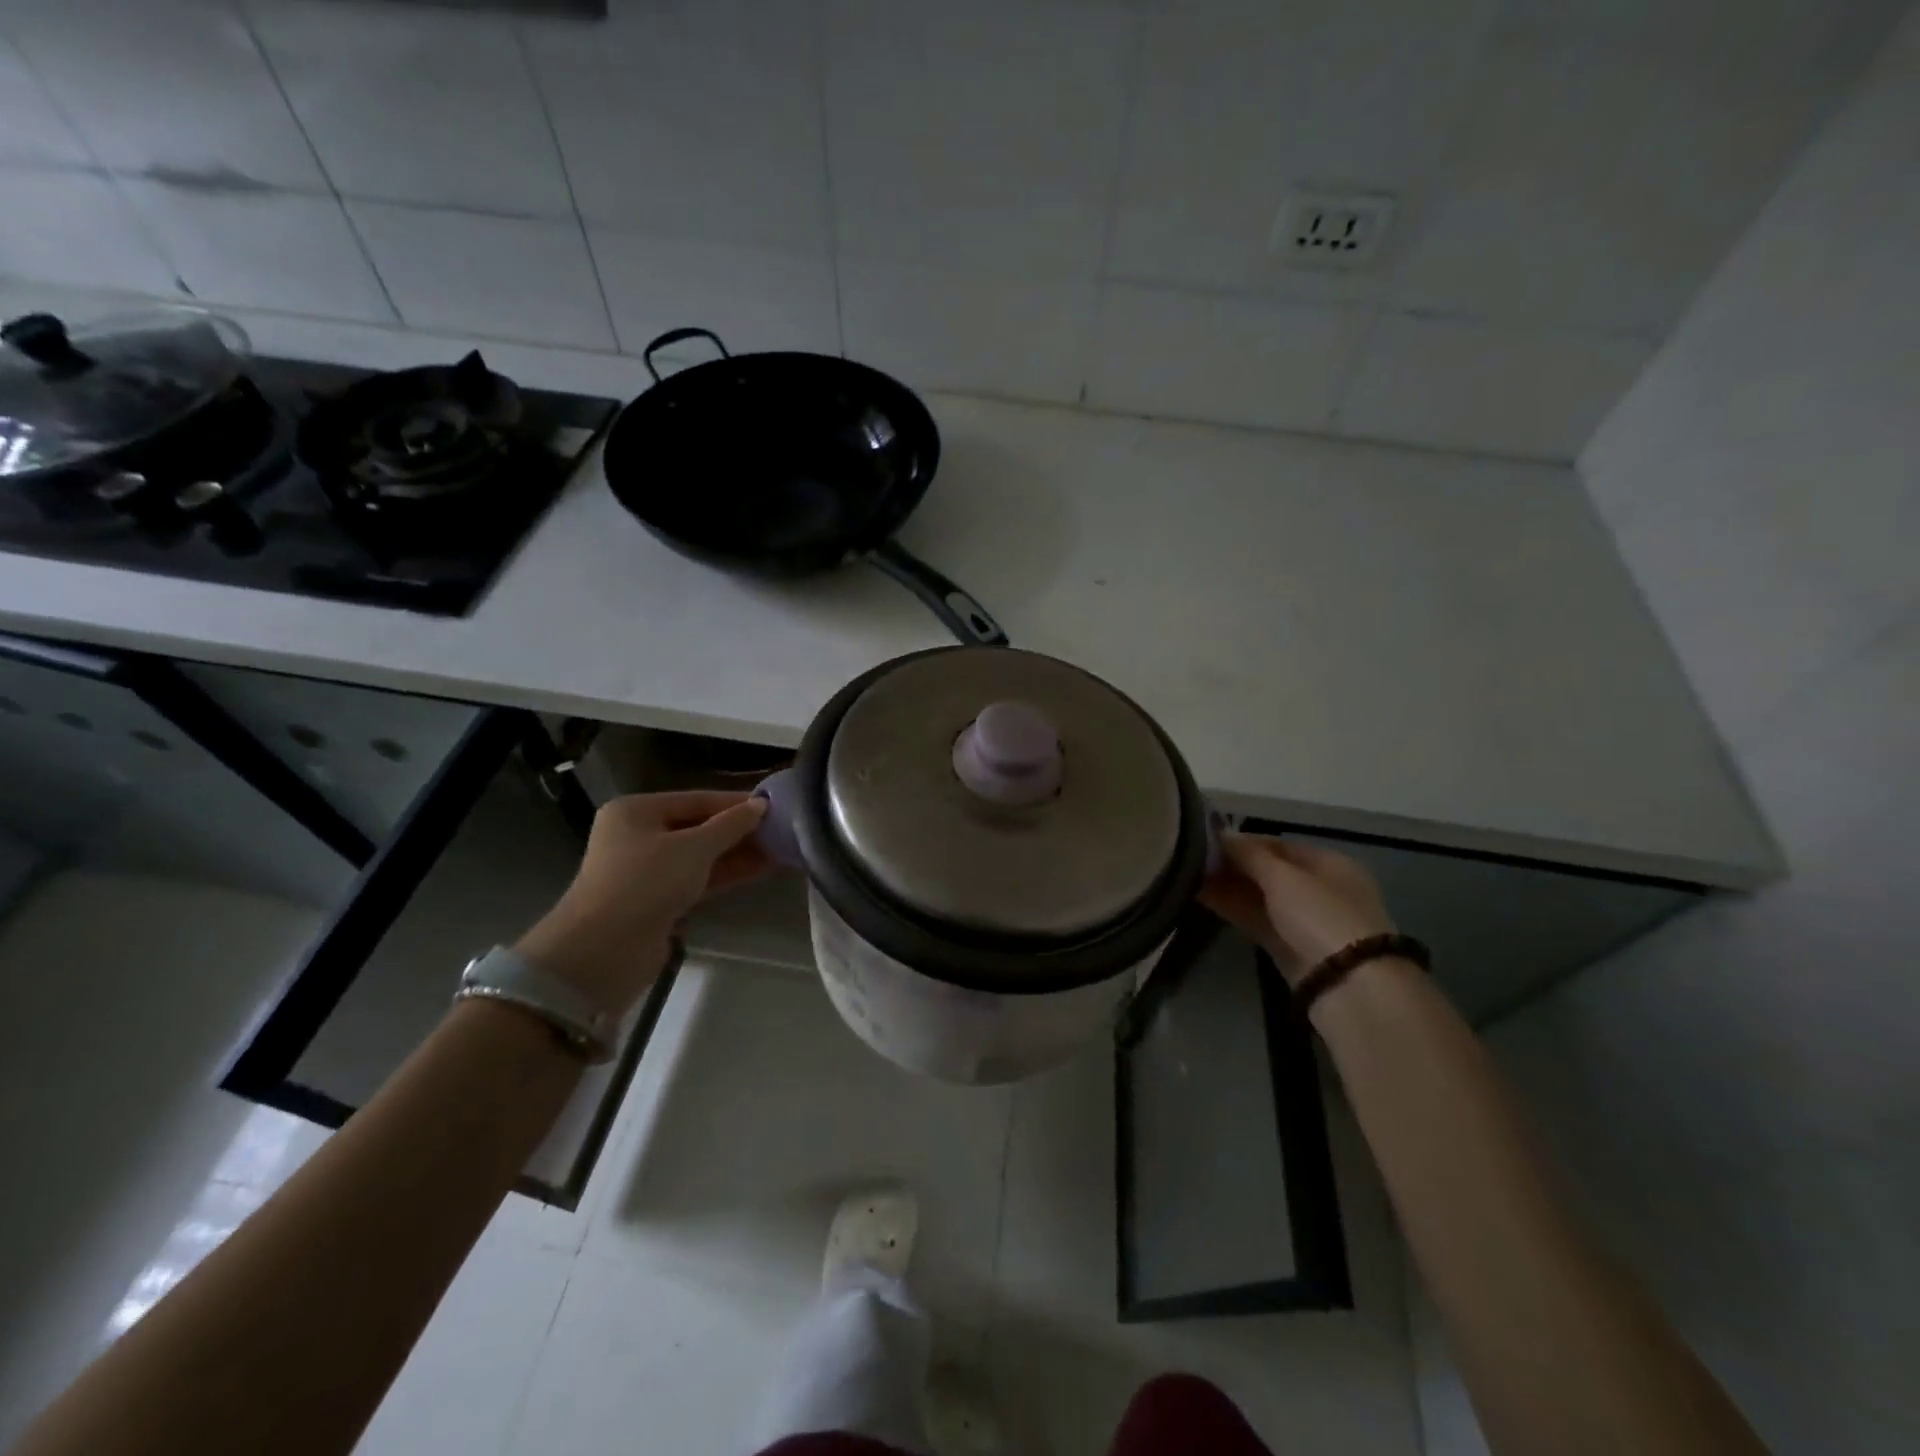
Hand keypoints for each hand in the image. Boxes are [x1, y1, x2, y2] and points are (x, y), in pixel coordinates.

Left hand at [516, 790, 769, 1018]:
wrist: (603, 951)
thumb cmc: (646, 883)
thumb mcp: (694, 848)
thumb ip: (730, 825)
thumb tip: (761, 805)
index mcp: (636, 811)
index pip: (696, 798)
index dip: (735, 803)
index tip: (774, 805)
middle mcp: (638, 835)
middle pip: (697, 826)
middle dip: (738, 830)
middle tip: (781, 830)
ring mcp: (646, 870)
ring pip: (700, 855)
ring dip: (737, 853)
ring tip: (779, 849)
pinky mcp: (657, 899)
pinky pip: (697, 878)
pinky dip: (725, 873)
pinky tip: (760, 870)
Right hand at [1199, 833, 1393, 982]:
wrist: (1348, 985)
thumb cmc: (1321, 916)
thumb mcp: (1284, 877)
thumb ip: (1249, 854)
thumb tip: (1221, 833)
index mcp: (1329, 863)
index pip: (1278, 844)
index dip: (1242, 841)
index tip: (1206, 839)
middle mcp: (1318, 888)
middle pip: (1268, 870)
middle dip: (1232, 865)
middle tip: (1191, 859)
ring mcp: (1303, 919)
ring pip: (1259, 896)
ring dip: (1227, 886)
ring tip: (1187, 875)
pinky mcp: (1288, 946)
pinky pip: (1256, 919)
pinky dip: (1232, 907)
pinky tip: (1201, 896)